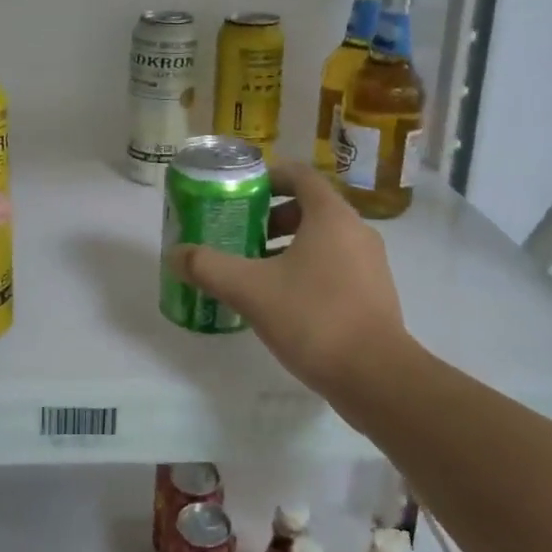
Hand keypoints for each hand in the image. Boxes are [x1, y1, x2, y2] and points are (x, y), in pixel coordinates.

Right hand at [167, 160, 406, 393]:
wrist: (376, 377)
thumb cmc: (313, 317)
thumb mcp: (250, 290)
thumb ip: (209, 267)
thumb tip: (175, 254)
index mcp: (331, 216)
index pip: (299, 174)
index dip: (267, 176)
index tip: (239, 193)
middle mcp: (357, 230)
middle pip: (310, 207)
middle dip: (271, 218)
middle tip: (241, 236)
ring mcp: (371, 264)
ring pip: (323, 239)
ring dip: (288, 246)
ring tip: (256, 271)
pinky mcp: (375, 294)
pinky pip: (336, 266)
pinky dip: (308, 270)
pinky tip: (283, 302)